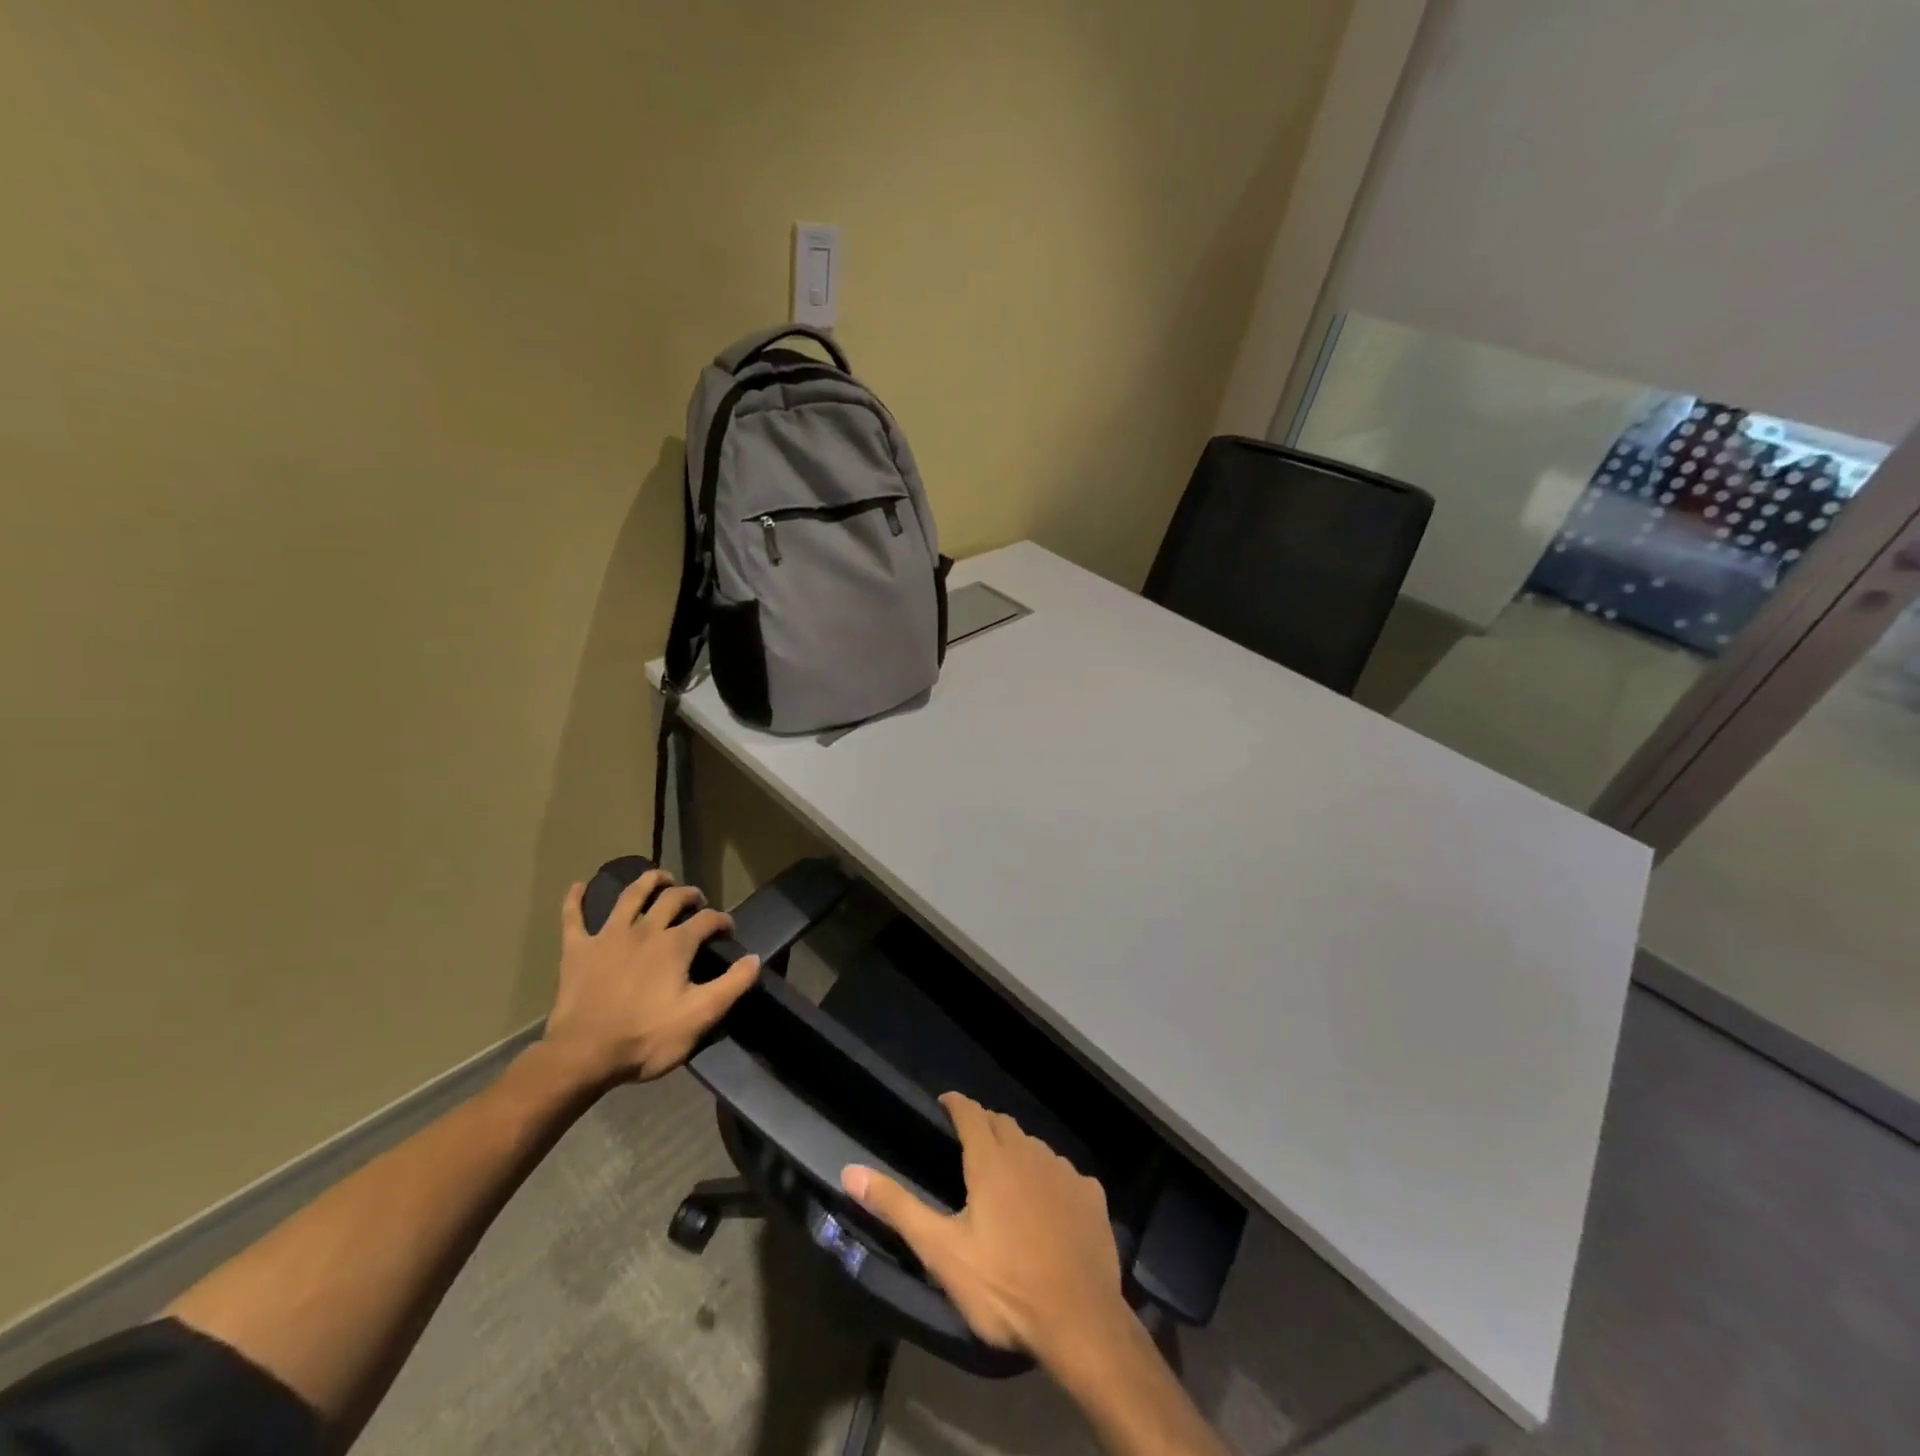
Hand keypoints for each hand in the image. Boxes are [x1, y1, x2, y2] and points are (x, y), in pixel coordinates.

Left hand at [541, 868, 758, 1085]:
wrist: (583, 1056)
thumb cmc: (646, 1037)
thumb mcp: (700, 1017)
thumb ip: (732, 985)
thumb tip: (755, 959)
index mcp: (675, 945)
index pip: (707, 920)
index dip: (721, 920)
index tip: (728, 929)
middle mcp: (644, 930)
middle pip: (671, 899)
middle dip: (688, 894)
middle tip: (696, 899)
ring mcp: (608, 936)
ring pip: (630, 896)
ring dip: (647, 881)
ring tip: (659, 877)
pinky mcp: (577, 950)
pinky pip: (573, 918)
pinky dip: (575, 900)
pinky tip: (578, 886)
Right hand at [841, 1093, 1131, 1368]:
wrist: (1079, 1321)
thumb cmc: (1003, 1286)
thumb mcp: (941, 1252)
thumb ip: (897, 1207)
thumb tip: (850, 1170)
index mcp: (991, 1161)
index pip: (970, 1113)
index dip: (956, 1104)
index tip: (945, 1103)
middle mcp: (1029, 1153)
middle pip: (1003, 1125)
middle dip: (985, 1126)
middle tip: (970, 1143)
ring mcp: (1064, 1172)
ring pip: (1035, 1148)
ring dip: (1018, 1152)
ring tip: (1007, 1176)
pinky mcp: (1091, 1196)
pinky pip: (1065, 1175)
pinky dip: (1050, 1180)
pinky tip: (1048, 1206)